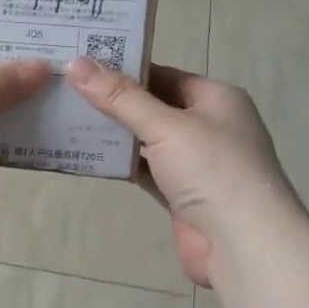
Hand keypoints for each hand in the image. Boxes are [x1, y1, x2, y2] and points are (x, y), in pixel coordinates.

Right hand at [67, 57, 296, 286]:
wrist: (242, 243)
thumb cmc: (212, 170)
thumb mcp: (165, 126)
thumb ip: (120, 98)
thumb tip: (76, 64)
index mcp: (216, 98)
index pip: (164, 74)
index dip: (124, 69)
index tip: (81, 64)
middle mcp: (208, 126)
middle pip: (153, 106)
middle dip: (114, 102)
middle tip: (66, 90)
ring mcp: (195, 163)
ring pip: (147, 140)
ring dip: (114, 134)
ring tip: (67, 118)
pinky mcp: (181, 194)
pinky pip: (145, 170)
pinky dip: (121, 164)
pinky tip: (87, 156)